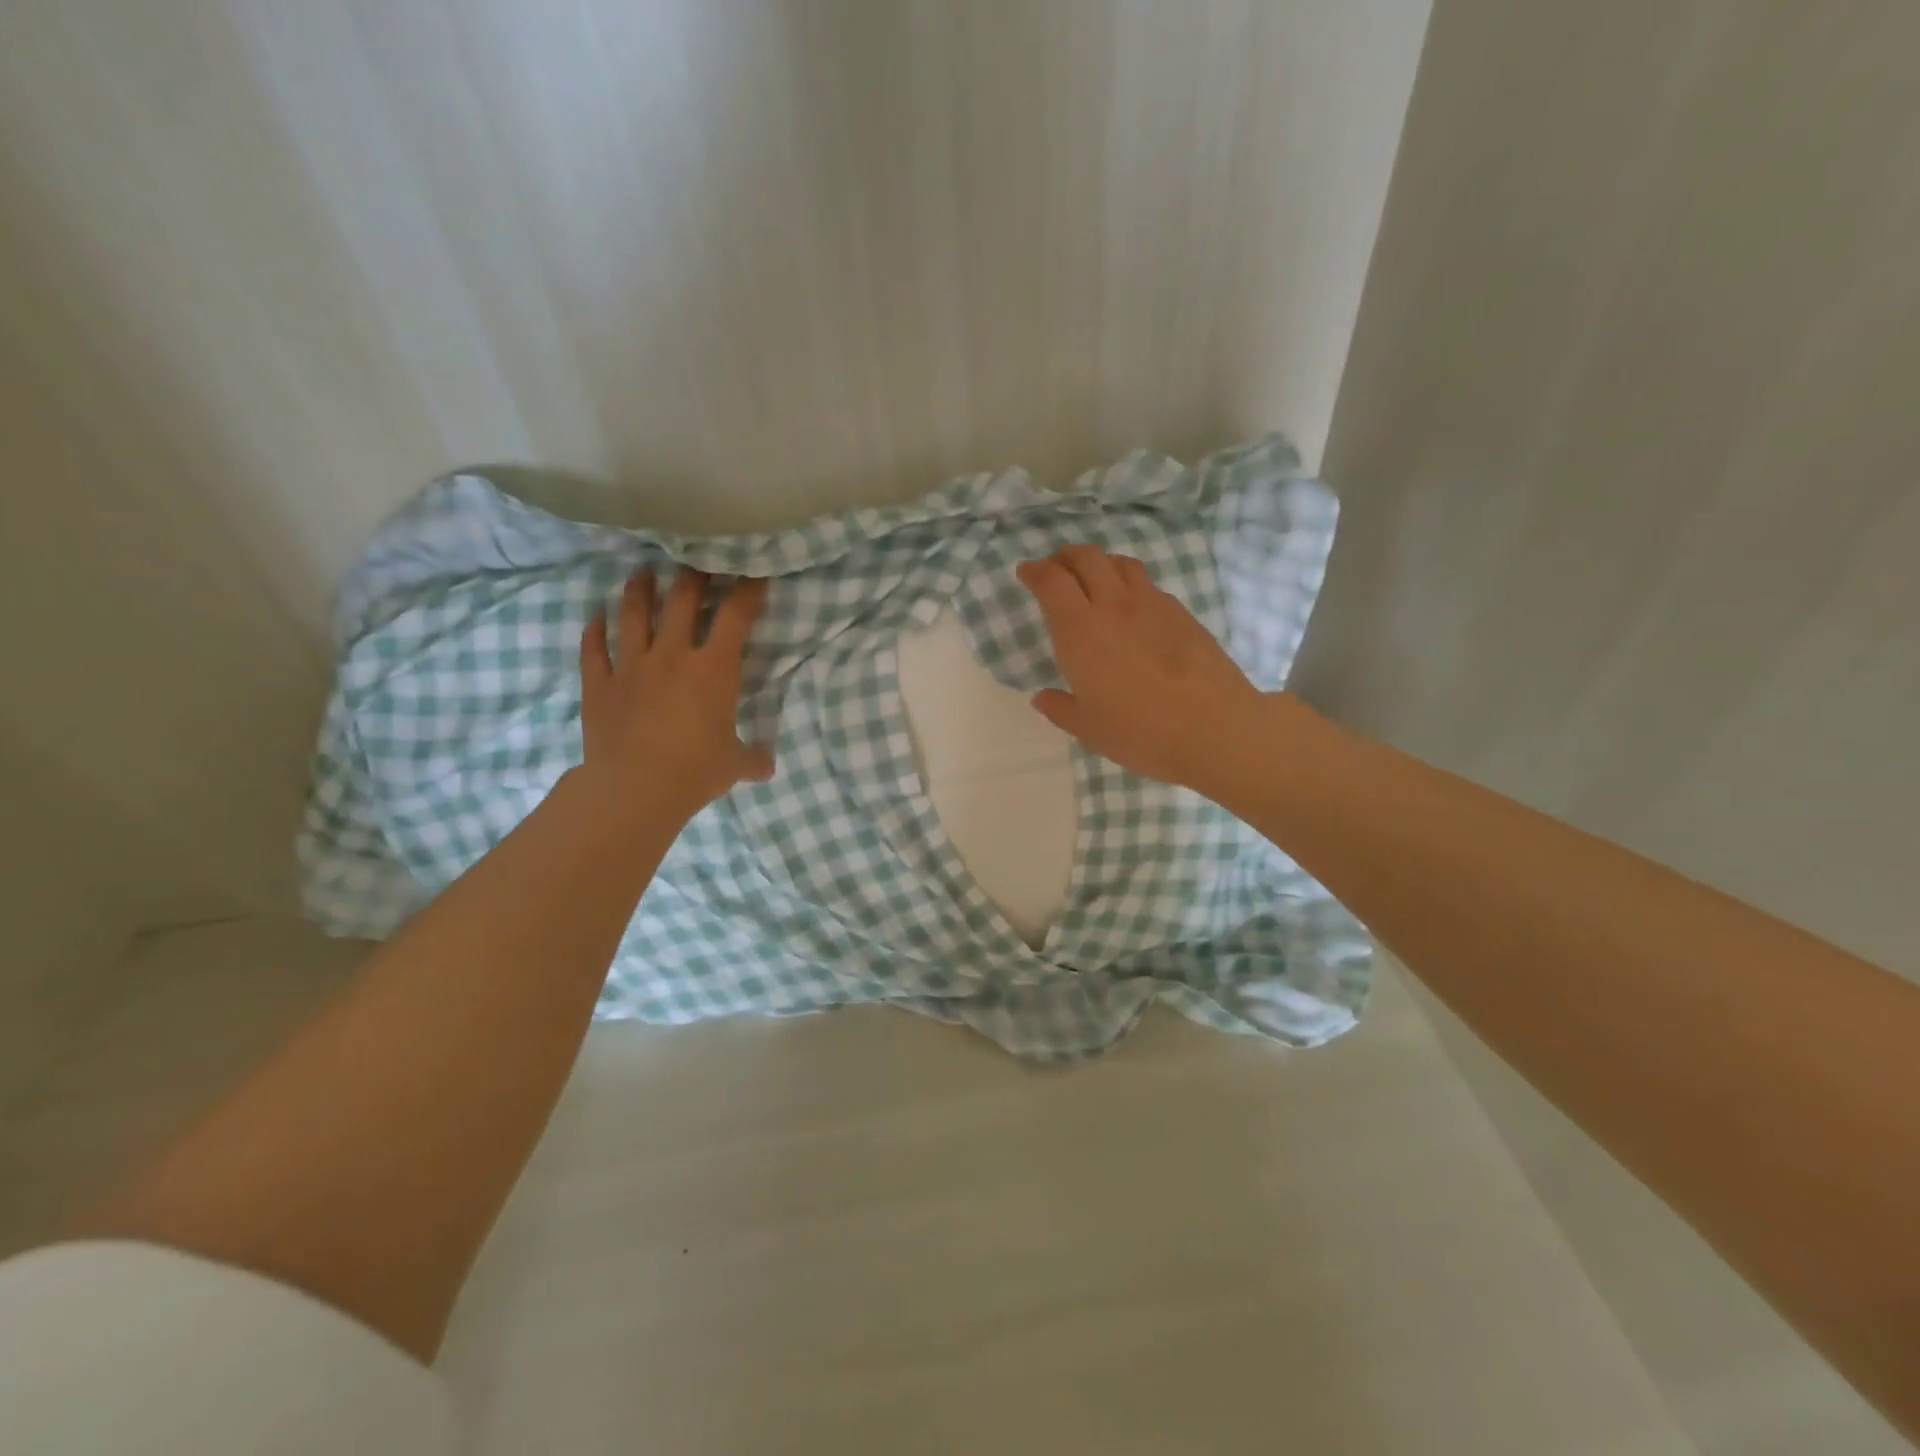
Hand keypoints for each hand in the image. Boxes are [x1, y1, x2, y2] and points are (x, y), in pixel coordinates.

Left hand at [579, 570, 774, 820]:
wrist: (635, 789)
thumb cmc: (695, 771)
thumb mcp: (734, 765)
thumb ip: (752, 759)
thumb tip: (767, 767)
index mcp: (713, 669)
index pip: (735, 617)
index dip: (748, 591)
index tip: (754, 573)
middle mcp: (671, 655)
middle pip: (681, 601)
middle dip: (693, 576)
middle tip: (697, 561)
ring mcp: (630, 666)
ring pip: (632, 615)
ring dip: (639, 590)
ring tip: (642, 574)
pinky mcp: (599, 685)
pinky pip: (593, 650)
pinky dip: (593, 631)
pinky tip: (595, 617)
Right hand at [1017, 546, 1264, 792]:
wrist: (1213, 728)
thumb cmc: (1140, 732)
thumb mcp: (1089, 728)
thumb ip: (1060, 709)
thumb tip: (1043, 697)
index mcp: (1080, 631)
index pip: (1051, 581)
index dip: (1035, 571)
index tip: (1026, 572)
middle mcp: (1113, 606)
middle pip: (1086, 557)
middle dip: (1065, 557)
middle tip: (1057, 569)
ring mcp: (1152, 605)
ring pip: (1121, 563)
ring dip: (1101, 563)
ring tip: (1095, 579)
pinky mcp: (1181, 613)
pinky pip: (1148, 585)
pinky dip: (1130, 584)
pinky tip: (1133, 607)